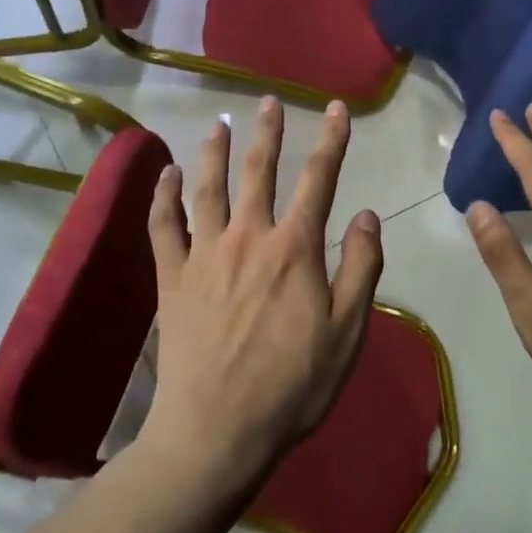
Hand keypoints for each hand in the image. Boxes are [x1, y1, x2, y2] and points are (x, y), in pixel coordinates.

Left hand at [140, 97, 385, 492]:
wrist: (218, 430)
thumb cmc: (292, 385)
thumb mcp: (348, 332)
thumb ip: (361, 268)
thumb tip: (368, 214)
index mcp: (294, 249)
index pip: (319, 179)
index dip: (332, 140)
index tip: (337, 109)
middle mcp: (248, 237)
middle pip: (259, 171)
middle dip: (268, 132)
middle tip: (269, 102)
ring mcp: (204, 254)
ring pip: (208, 188)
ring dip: (215, 151)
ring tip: (220, 123)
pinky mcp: (171, 278)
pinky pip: (163, 225)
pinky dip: (163, 195)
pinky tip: (165, 174)